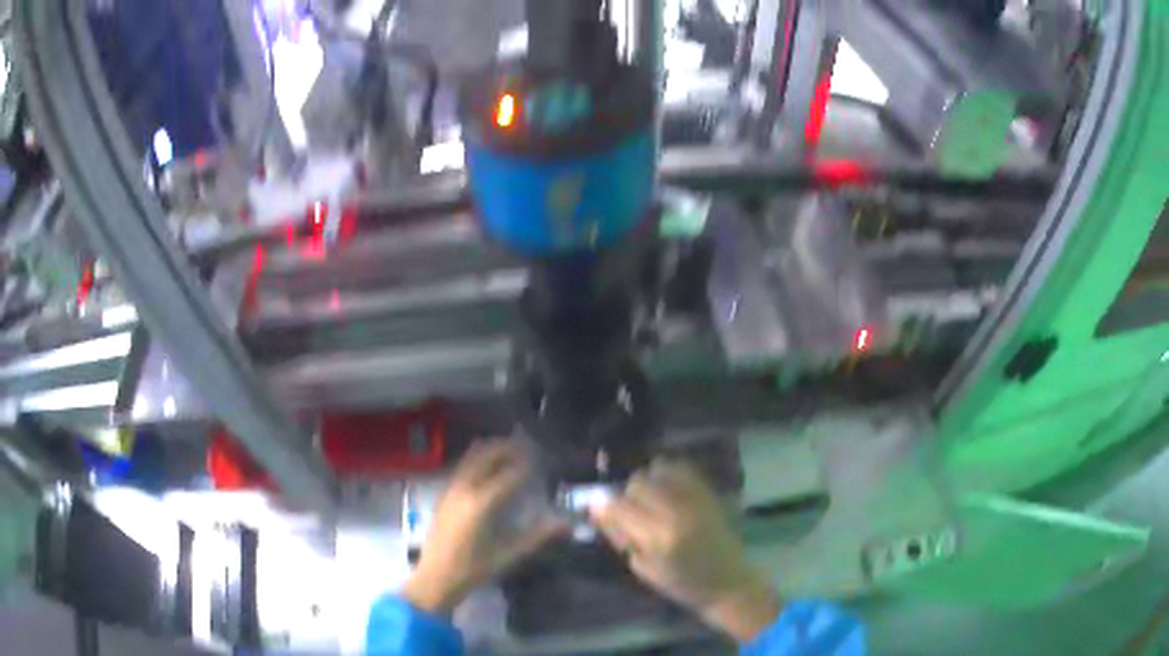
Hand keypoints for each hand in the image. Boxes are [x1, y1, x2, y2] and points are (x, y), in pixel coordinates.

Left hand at [403, 439, 564, 614]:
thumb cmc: (473, 570)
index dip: (528, 463)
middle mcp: (464, 489)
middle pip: (487, 455)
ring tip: (511, 448)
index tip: (544, 457)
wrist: (435, 578)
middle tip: (529, 445)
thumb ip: (537, 536)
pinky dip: (478, 458)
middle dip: (508, 447)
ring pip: (472, 457)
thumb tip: (567, 524)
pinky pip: (462, 466)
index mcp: (481, 503)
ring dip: (492, 449)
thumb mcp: (508, 555)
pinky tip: (488, 466)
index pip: (510, 474)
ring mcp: (450, 489)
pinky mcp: (443, 494)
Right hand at [590, 460, 781, 642]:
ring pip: (658, 469)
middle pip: (638, 482)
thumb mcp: (642, 568)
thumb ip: (619, 535)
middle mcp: (678, 511)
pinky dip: (667, 475)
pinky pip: (680, 467)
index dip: (606, 506)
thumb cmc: (681, 583)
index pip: (620, 505)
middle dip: (628, 495)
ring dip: (648, 482)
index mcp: (659, 538)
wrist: (728, 580)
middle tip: (631, 512)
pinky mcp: (709, 491)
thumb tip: (596, 507)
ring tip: (651, 501)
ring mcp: (696, 498)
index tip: (600, 510)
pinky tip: (667, 491)